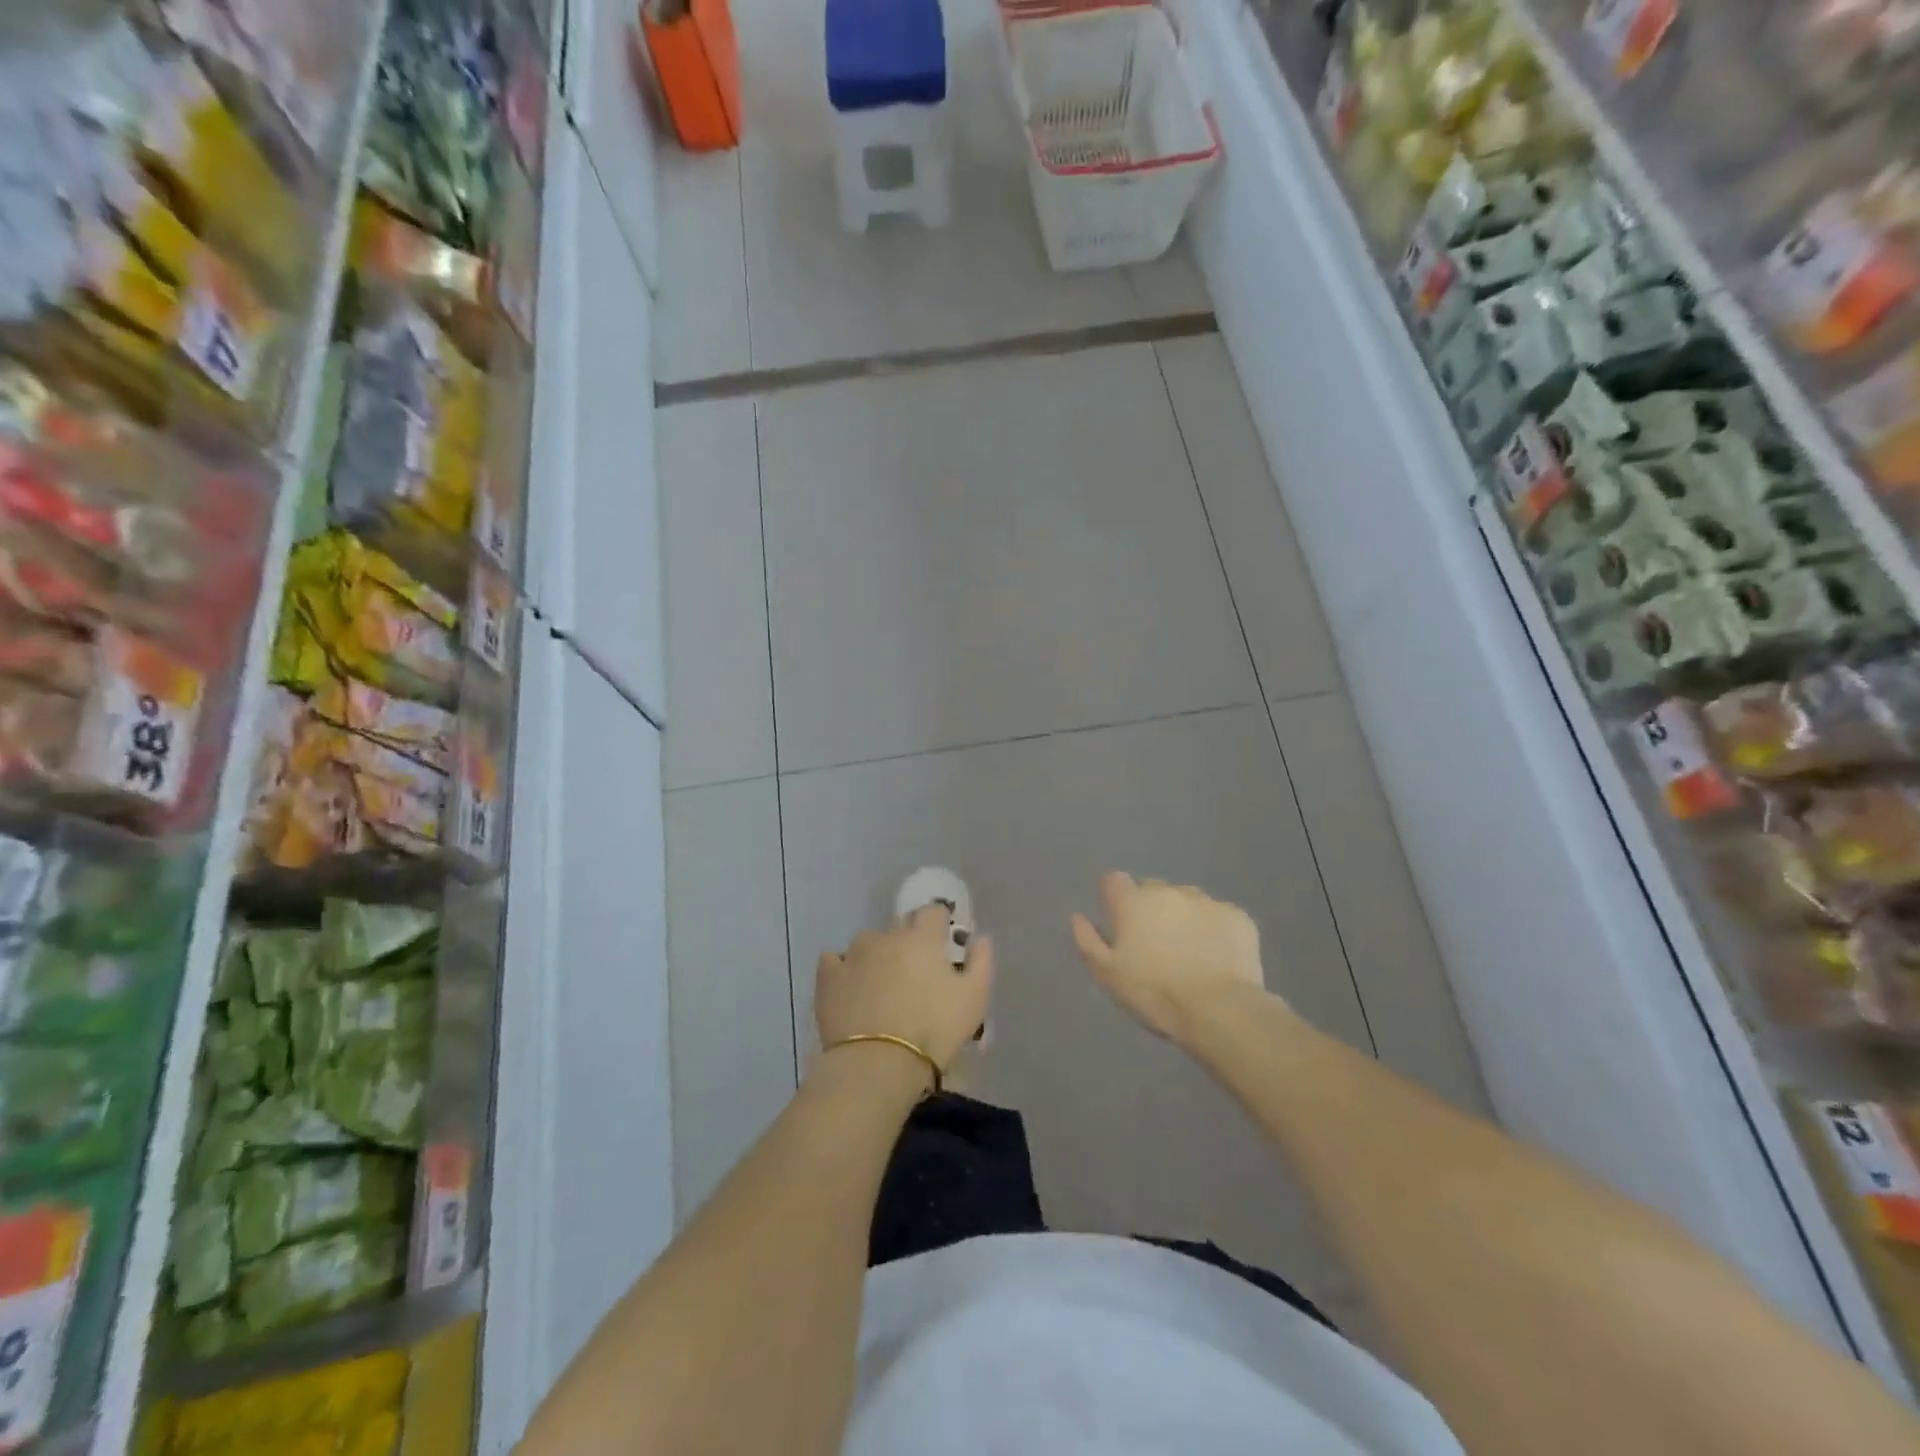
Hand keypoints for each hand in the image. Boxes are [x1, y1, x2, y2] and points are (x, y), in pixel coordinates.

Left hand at [815, 905, 993, 1077]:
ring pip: (868, 943)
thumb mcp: (974, 999)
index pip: (933, 912)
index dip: (939, 925)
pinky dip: (842, 970)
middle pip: (900, 926)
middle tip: (915, 972)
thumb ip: (981, 962)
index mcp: (922, 938)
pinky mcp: (828, 976)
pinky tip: (849, 988)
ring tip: (881, 986)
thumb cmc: (934, 1030)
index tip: (942, 944)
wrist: (878, 1063)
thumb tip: (980, 938)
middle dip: (909, 941)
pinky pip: (834, 961)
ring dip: (877, 955)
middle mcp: (886, 936)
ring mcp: (854, 954)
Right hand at [1071, 872, 1267, 1041]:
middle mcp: (1168, 891)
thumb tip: (1078, 917)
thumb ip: (1088, 941)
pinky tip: (1217, 957)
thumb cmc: (1154, 993)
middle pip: (1152, 889)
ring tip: (1189, 952)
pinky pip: (1218, 916)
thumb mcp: (1108, 975)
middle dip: (1150, 909)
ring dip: (1183, 917)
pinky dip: (1214, 930)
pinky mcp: (1238, 916)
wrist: (1220, 1010)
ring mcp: (1206, 901)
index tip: (1119, 923)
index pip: (1114, 881)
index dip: (1114, 899)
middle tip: (1155, 944)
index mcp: (1133, 902)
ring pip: (1187, 900)